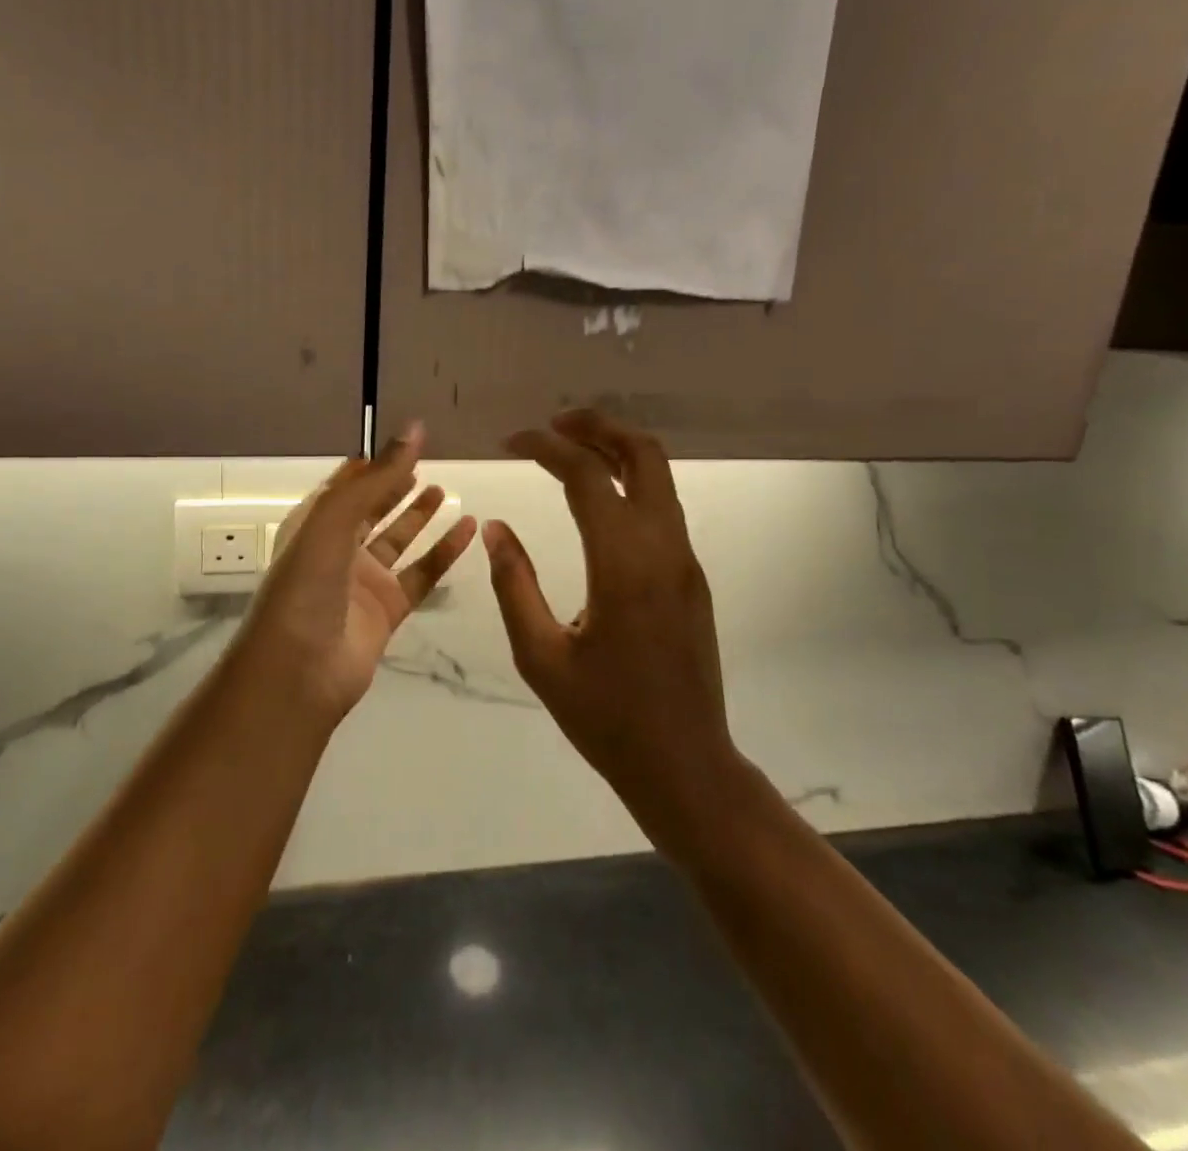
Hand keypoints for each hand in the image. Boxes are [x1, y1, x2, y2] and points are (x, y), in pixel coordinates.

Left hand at [237, 424, 476, 724]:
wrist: (299, 670)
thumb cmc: (307, 584)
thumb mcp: (336, 519)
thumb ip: (378, 476)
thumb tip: (414, 429)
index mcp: (313, 524)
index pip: (345, 484)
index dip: (372, 463)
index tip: (405, 441)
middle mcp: (337, 548)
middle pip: (371, 508)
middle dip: (395, 485)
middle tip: (427, 463)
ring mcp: (363, 581)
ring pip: (397, 540)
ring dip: (419, 515)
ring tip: (446, 489)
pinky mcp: (387, 609)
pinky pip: (422, 573)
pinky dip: (444, 552)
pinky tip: (468, 529)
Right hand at [484, 410, 736, 846]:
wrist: (685, 764)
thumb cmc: (605, 717)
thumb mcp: (540, 657)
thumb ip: (515, 585)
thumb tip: (496, 528)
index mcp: (623, 564)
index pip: (586, 475)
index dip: (546, 446)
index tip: (511, 439)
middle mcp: (663, 547)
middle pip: (643, 454)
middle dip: (598, 425)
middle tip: (553, 423)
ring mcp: (684, 560)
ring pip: (659, 476)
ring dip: (616, 449)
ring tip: (568, 450)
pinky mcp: (691, 576)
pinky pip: (662, 506)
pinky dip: (630, 481)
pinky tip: (596, 498)